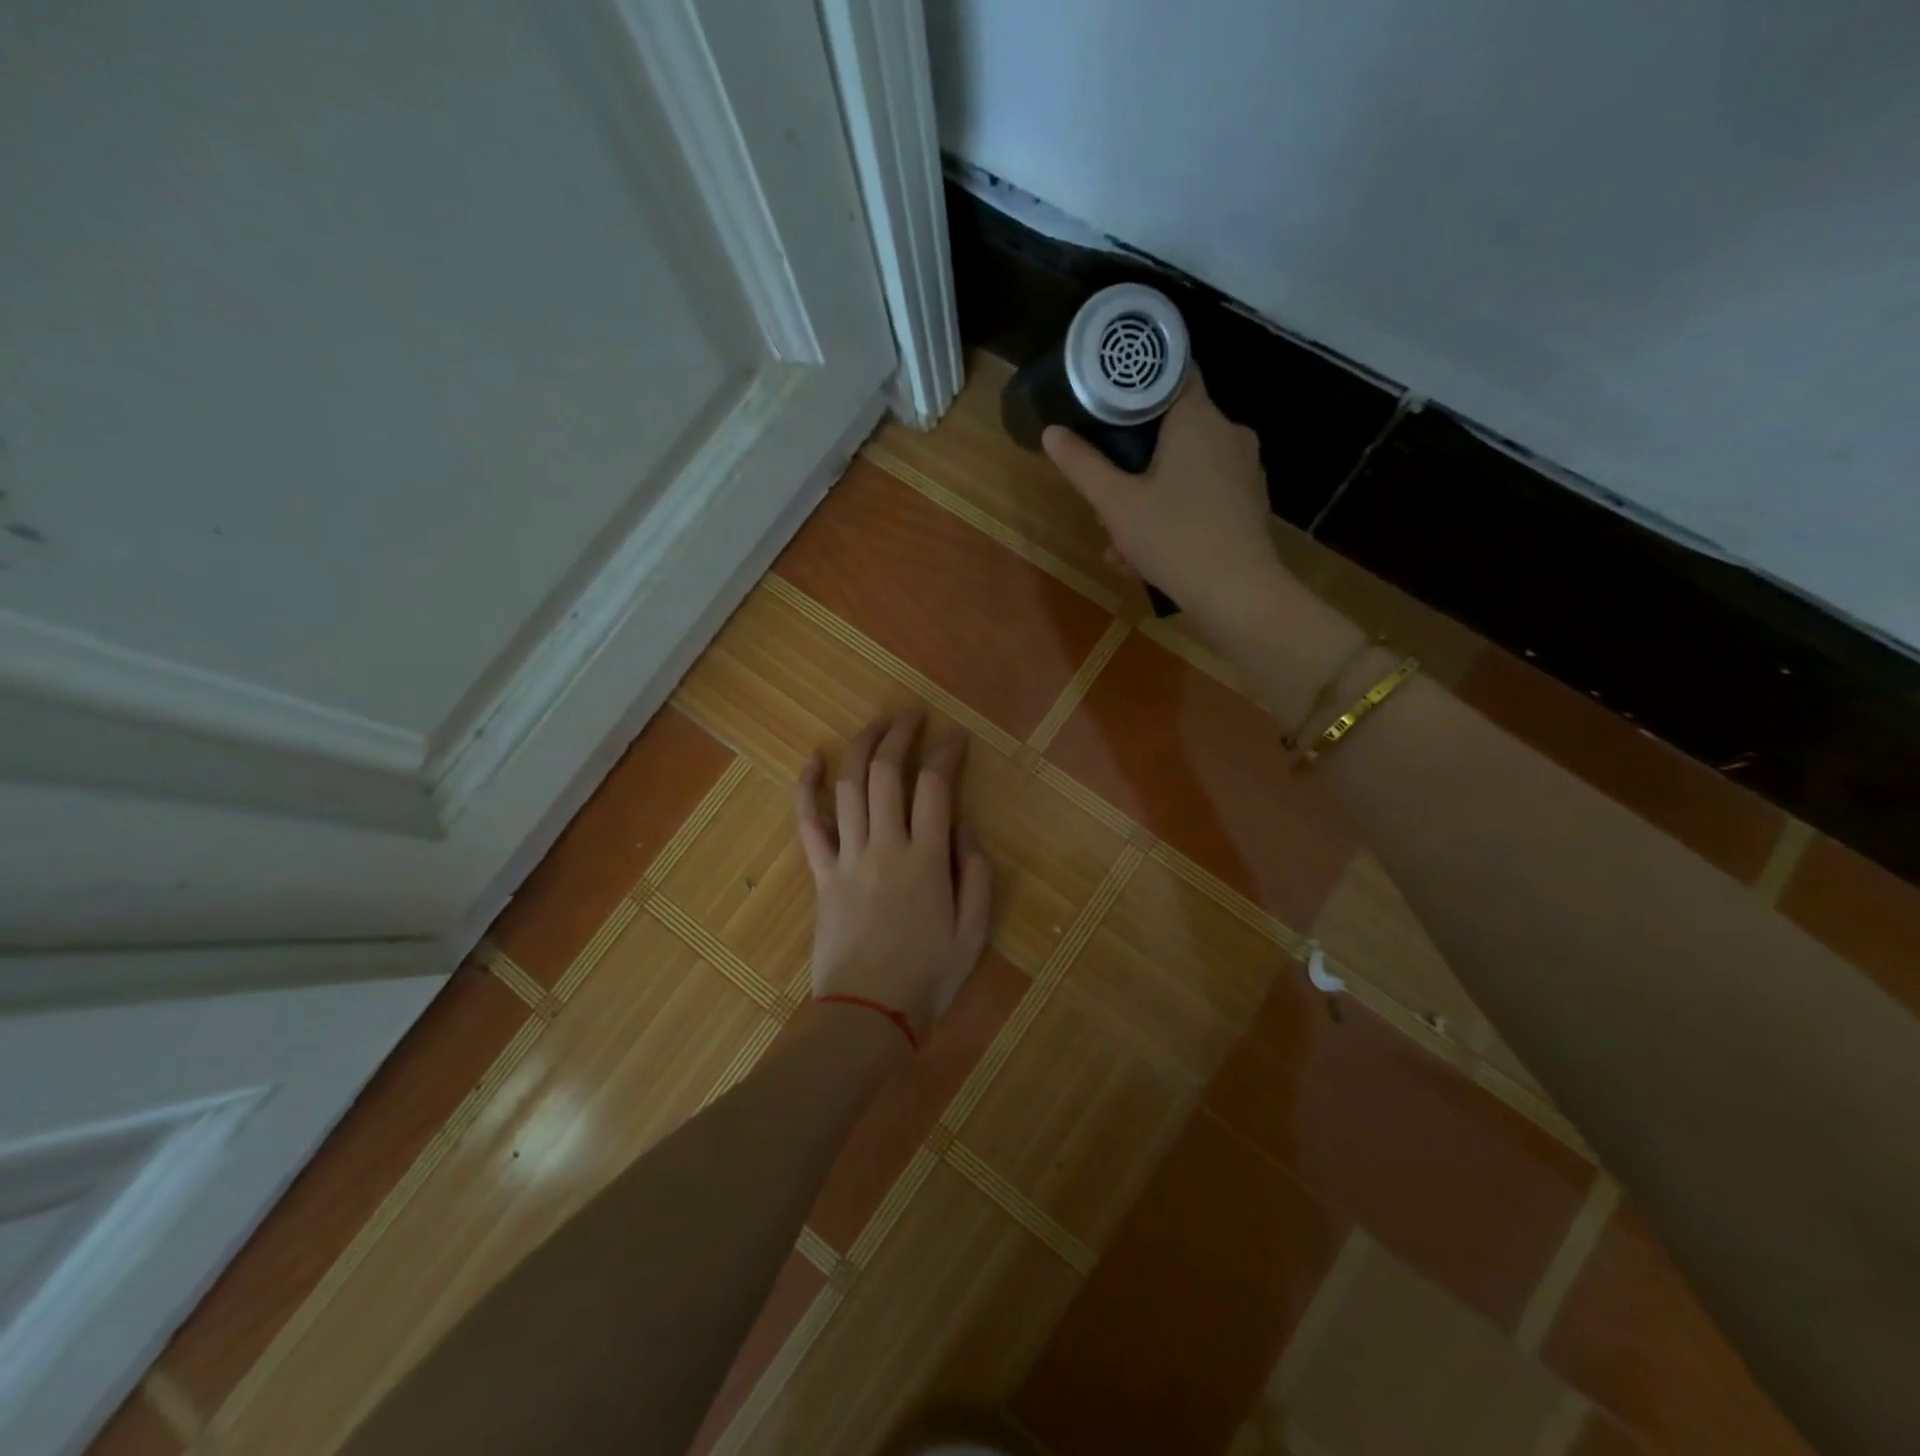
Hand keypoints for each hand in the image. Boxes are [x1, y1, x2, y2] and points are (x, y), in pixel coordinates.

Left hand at [796, 709, 992, 1039]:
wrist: (868, 1015)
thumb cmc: (928, 977)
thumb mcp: (974, 932)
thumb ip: (976, 874)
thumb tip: (964, 827)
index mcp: (927, 860)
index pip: (936, 786)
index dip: (946, 752)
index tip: (955, 734)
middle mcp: (885, 847)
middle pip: (887, 773)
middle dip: (900, 735)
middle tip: (912, 716)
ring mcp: (848, 858)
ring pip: (849, 787)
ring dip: (861, 747)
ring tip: (876, 724)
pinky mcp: (822, 874)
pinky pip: (809, 824)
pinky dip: (807, 788)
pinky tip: (812, 759)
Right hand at [1042, 367, 1285, 628]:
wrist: (1237, 594)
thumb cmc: (1173, 538)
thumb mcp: (1116, 504)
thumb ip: (1083, 465)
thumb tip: (1052, 432)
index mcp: (1198, 418)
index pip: (1172, 373)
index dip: (1138, 383)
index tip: (1108, 401)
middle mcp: (1228, 433)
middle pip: (1172, 429)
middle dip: (1134, 460)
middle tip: (1105, 491)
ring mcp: (1243, 470)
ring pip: (1184, 469)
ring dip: (1148, 497)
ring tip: (1119, 542)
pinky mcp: (1248, 503)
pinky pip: (1202, 495)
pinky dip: (1174, 514)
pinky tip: (1147, 555)